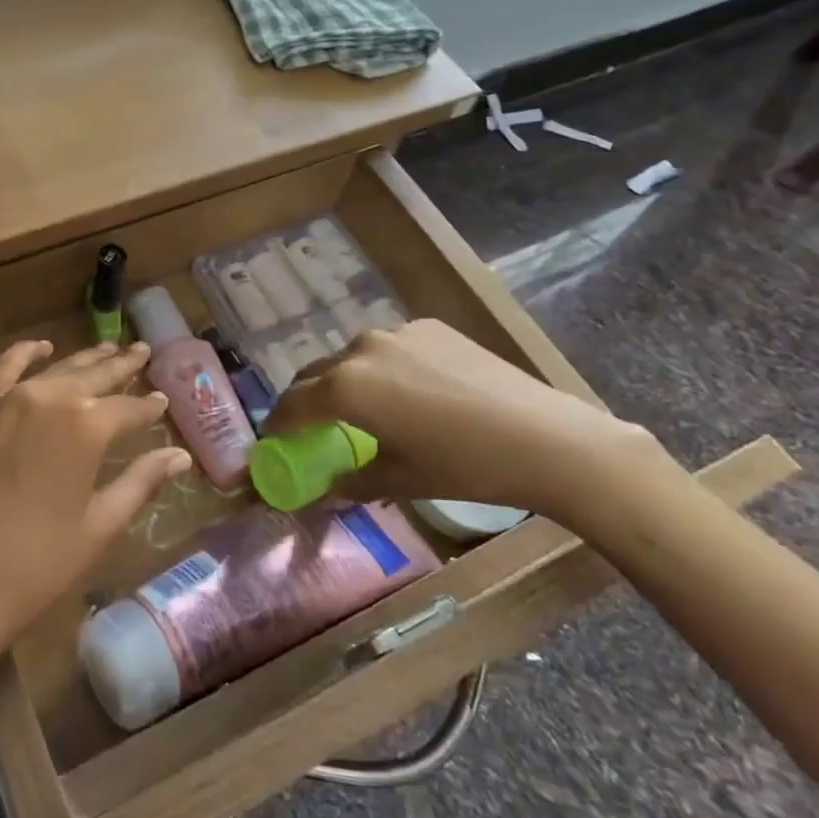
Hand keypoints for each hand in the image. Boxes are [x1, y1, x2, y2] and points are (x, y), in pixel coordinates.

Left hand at [0, 340, 191, 675]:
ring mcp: (6, 399)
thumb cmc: (36, 564)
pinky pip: (2, 368)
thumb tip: (179, 456)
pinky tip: (40, 347)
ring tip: (107, 348)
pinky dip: (24, 353)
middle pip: (94, 376)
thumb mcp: (99, 525)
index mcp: (86, 427)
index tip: (162, 402)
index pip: (128, 409)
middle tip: (143, 352)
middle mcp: (49, 399)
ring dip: (84, 358)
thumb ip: (140, 482)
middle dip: (122, 366)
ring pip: (55, 368)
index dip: (148, 408)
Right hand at [263, 319, 663, 526]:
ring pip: (350, 357)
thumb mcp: (401, 480)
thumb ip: (352, 481)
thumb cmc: (465, 467)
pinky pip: (387, 347)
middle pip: (314, 374)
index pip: (292, 405)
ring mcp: (397, 332)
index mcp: (346, 388)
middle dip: (305, 400)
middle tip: (308, 427)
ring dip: (342, 381)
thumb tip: (325, 490)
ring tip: (359, 408)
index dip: (277, 426)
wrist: (546, 438)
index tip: (272, 441)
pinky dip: (380, 367)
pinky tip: (405, 391)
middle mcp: (361, 349)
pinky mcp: (429, 326)